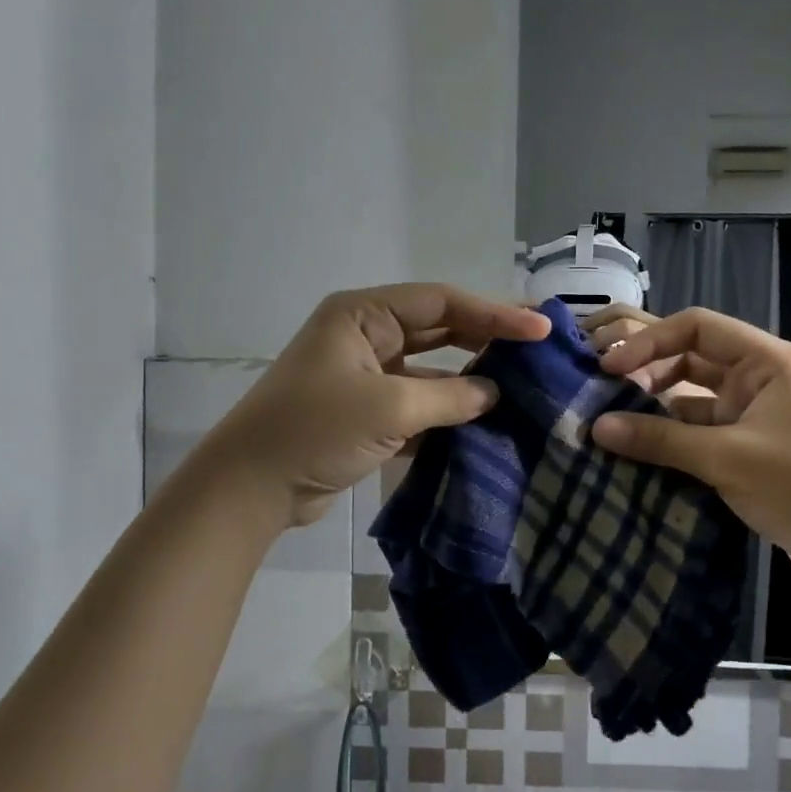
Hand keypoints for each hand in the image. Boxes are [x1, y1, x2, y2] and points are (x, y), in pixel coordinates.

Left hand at [189, 285, 550, 529]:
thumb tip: (494, 394)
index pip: (442, 303)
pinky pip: (418, 402)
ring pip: (430, 369)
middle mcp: (366, 336)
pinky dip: (447, 412)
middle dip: (486, 338)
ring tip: (520, 387)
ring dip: (469, 380)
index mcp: (363, 315)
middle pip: (439, 329)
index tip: (539, 328)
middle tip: (536, 348)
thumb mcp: (389, 408)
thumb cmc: (315, 429)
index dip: (494, 313)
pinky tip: (483, 424)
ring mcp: (366, 375)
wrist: (250, 488)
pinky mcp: (366, 411)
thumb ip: (449, 398)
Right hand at [590, 307, 790, 578]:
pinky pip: (697, 424)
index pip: (695, 328)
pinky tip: (635, 443)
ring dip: (653, 400)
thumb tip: (596, 428)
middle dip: (644, 365)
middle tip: (596, 379)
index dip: (648, 342)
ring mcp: (751, 409)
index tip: (609, 369)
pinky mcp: (746, 441)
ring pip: (690, 392)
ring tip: (607, 412)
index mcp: (764, 360)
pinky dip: (668, 431)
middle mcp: (757, 375)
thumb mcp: (728, 459)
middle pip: (689, 355)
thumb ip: (661, 440)